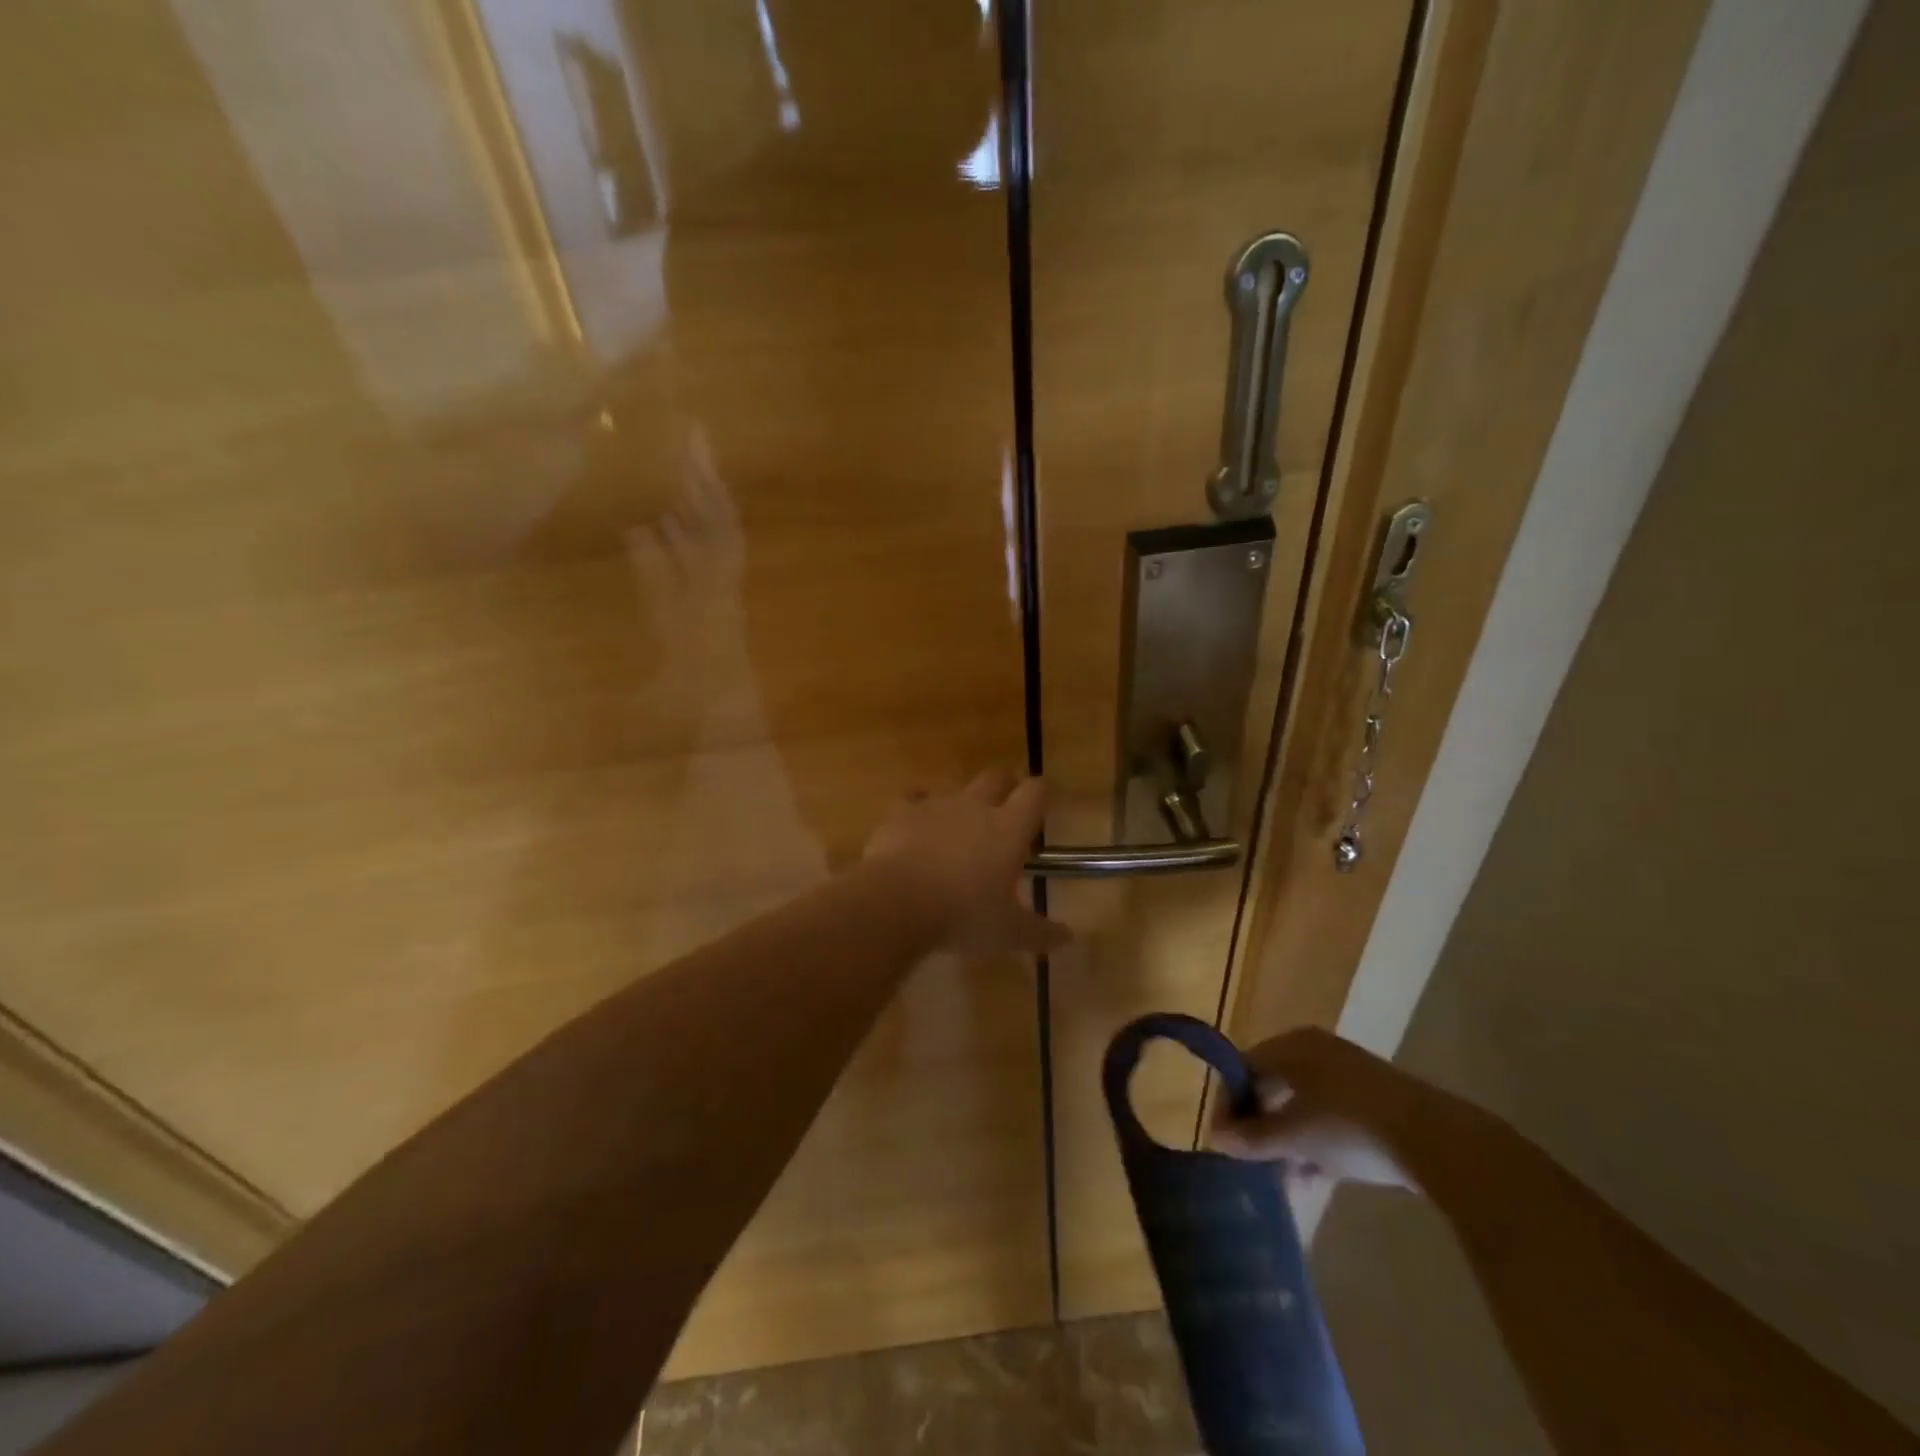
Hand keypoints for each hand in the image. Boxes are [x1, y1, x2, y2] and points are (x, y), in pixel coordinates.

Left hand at [865, 769, 1066, 955]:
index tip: (1042, 803)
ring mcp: (936, 805)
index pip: (1035, 793)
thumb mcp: (1008, 932)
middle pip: (996, 776)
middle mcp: (976, 806)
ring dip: (961, 802)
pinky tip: (915, 824)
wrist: (897, 901)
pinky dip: (917, 807)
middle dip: (1005, 785)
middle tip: (1005, 806)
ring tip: (957, 826)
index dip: (1041, 794)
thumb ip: (1040, 932)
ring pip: (955, 788)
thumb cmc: (963, 915)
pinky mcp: (901, 812)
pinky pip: (913, 798)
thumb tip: (1068, 937)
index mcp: (1009, 828)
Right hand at [1211, 1027, 1422, 1194]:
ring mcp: (1348, 1075)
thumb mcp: (1295, 1135)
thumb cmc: (1350, 1126)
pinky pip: (1329, 1117)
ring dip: (1287, 1140)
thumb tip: (1218, 1139)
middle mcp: (1316, 1051)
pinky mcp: (1373, 1102)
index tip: (1223, 1142)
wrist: (1437, 1142)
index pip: (1244, 1067)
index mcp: (1292, 1045)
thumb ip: (1254, 1138)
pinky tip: (1313, 1178)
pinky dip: (1316, 1143)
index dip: (1229, 1104)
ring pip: (1301, 1106)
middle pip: (1273, 1086)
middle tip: (1250, 1160)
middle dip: (1259, 1125)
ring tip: (1283, 1178)